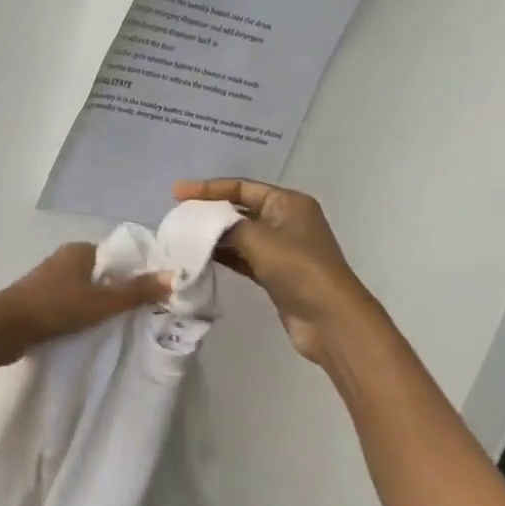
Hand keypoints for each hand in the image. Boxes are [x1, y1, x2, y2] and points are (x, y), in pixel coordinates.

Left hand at [0, 242, 170, 365]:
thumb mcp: (100, 302)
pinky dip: (82, 314)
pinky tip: (91, 331)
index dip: (136, 274)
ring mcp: (49, 281)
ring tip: (119, 325)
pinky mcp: (39, 301)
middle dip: (119, 292)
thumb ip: (136, 292)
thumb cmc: (54, 308)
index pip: (118, 257)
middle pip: (103, 275)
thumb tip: (173, 277)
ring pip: (86, 291)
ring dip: (99, 306)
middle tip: (140, 315)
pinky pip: (70, 304)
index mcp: (79, 250)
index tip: (153, 295)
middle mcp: (64, 260)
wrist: (3, 329)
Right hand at [175, 178, 371, 364]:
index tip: (176, 193)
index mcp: (288, 203)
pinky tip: (201, 257)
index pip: (242, 187)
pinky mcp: (275, 273)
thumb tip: (204, 224)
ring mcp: (281, 248)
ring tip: (183, 237)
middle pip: (240, 209)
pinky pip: (243, 257)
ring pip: (240, 235)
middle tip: (178, 216)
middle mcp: (286, 220)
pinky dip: (224, 255)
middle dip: (209, 212)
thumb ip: (227, 226)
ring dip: (214, 235)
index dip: (208, 188)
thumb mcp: (259, 239)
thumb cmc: (298, 269)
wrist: (328, 318)